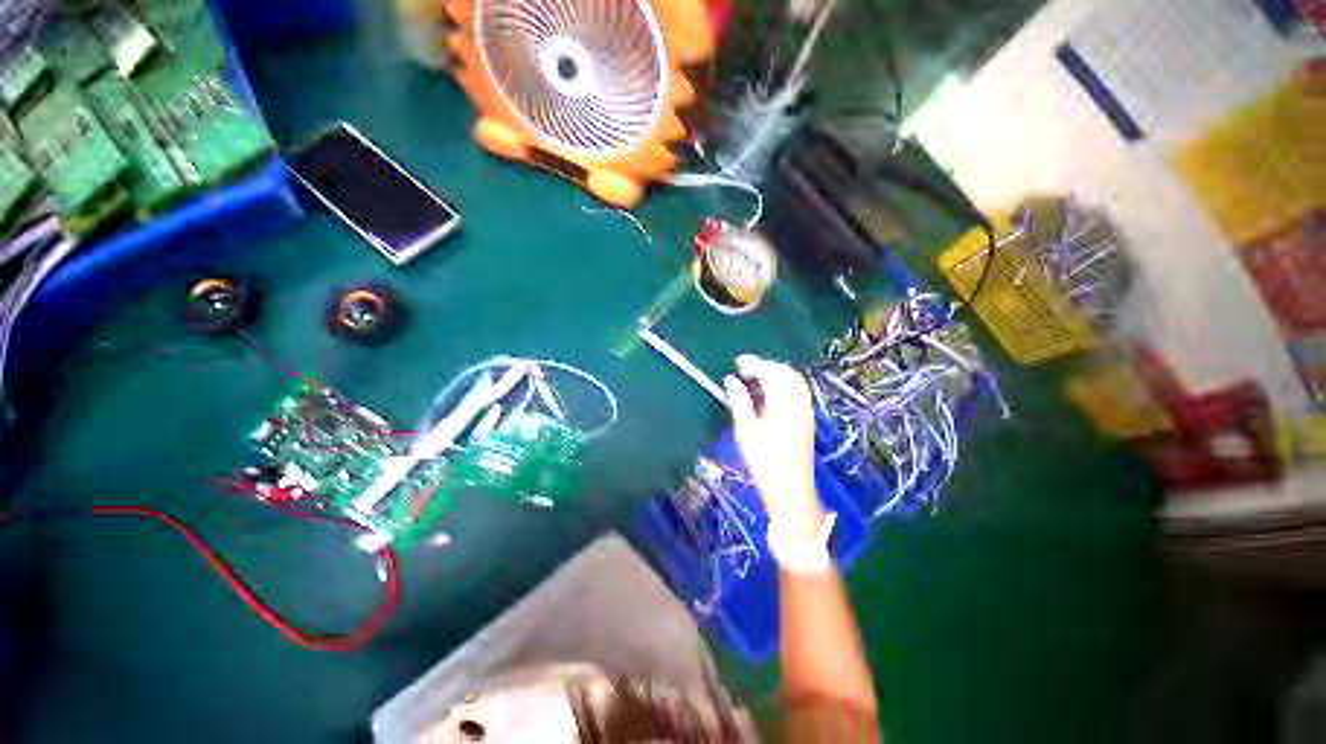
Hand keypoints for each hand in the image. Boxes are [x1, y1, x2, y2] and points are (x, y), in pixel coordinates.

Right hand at [724, 355, 823, 539]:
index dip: (753, 364)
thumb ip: (738, 401)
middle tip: (745, 370)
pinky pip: (797, 391)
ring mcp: (805, 410)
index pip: (770, 372)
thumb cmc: (764, 461)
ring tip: (755, 380)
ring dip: (776, 374)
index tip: (737, 363)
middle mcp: (798, 402)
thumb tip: (730, 379)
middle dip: (766, 366)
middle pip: (785, 372)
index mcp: (783, 402)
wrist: (791, 491)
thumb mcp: (745, 430)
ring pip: (794, 380)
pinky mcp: (807, 419)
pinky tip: (769, 395)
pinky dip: (783, 385)